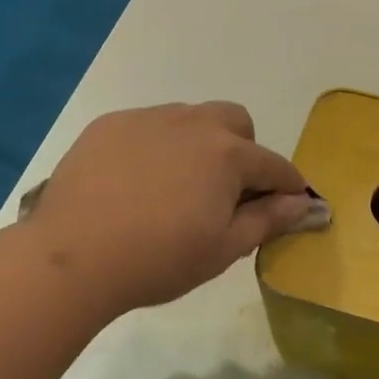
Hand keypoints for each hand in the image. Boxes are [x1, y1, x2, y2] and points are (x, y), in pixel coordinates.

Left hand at [25, 102, 314, 318]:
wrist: (73, 256)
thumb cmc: (157, 259)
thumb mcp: (223, 249)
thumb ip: (268, 220)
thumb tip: (304, 203)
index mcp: (228, 154)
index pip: (273, 164)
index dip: (287, 186)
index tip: (288, 203)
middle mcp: (193, 123)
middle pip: (235, 122)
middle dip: (243, 150)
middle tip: (224, 191)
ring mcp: (149, 118)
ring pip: (190, 119)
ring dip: (198, 144)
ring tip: (174, 186)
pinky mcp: (112, 123)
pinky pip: (148, 125)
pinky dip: (155, 146)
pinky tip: (134, 181)